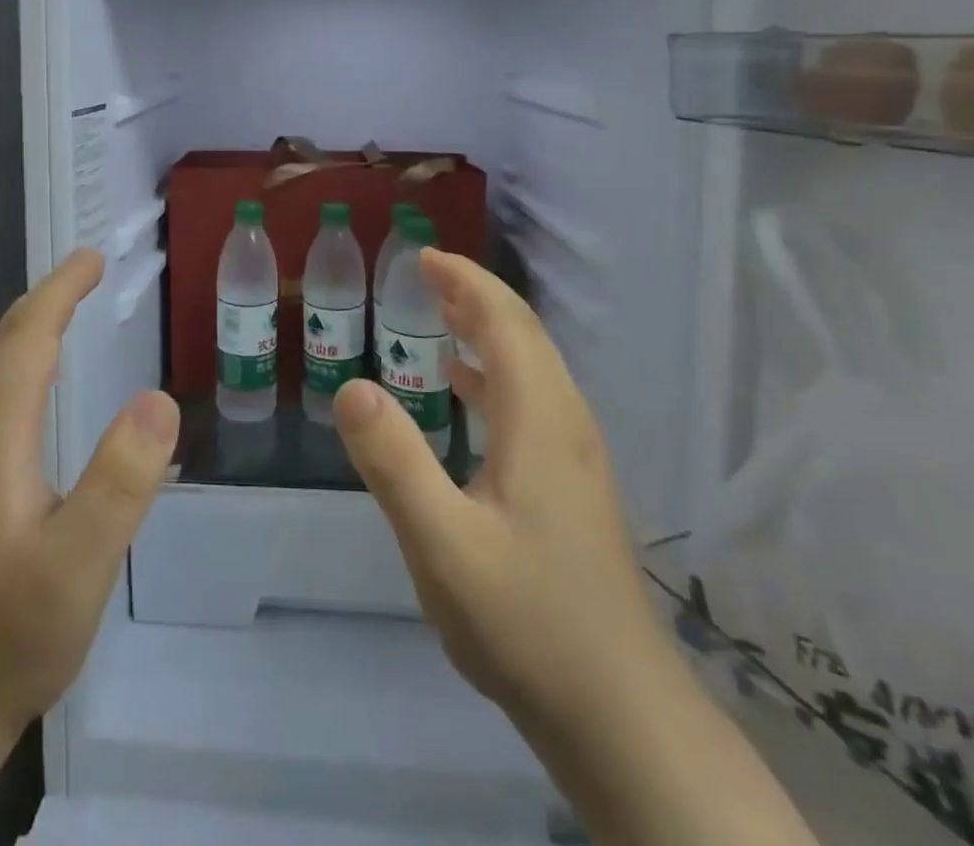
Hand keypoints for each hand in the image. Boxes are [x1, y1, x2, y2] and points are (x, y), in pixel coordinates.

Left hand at [0, 249, 179, 845]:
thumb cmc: (3, 638)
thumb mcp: (79, 564)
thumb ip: (120, 479)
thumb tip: (158, 397)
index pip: (27, 338)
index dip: (60, 291)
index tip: (93, 257)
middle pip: (3, 345)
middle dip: (46, 300)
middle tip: (88, 272)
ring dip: (29, 330)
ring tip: (66, 311)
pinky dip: (18, 366)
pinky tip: (34, 389)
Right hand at [335, 251, 816, 845]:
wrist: (620, 715)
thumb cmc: (527, 622)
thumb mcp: (442, 544)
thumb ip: (395, 462)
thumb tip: (352, 386)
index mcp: (540, 420)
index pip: (506, 323)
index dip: (466, 282)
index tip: (423, 257)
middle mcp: (566, 423)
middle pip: (524, 335)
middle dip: (475, 296)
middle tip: (424, 274)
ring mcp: (576, 456)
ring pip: (531, 366)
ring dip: (486, 329)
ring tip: (439, 314)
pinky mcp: (574, 484)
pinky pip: (532, 398)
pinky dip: (494, 371)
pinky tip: (463, 389)